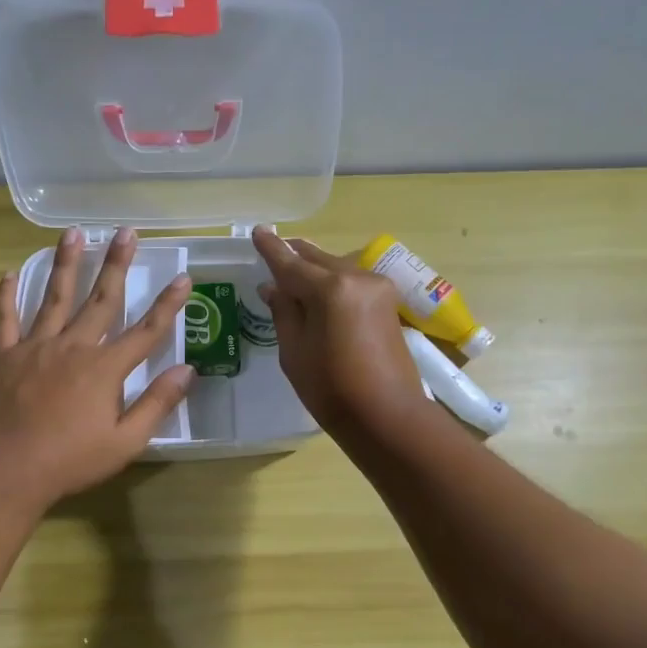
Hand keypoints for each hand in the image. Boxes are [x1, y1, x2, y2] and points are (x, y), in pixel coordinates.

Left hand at [0, 227, 193, 506]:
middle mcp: (73, 347)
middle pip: (101, 298)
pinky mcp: (4, 356)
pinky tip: (9, 274)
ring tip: (73, 234)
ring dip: (66, 264)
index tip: (184, 277)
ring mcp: (36, 347)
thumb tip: (187, 370)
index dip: (168, 304)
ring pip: (54, 297)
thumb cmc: (71, 461)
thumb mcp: (126, 442)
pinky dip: (7, 296)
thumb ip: (157, 404)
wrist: (7, 470)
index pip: (146, 330)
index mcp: (105, 368)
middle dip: (117, 264)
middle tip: (126, 232)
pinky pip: (5, 319)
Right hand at [251, 225, 427, 438]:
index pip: (291, 263)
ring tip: (293, 277)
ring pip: (336, 268)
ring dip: (314, 270)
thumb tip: (273, 287)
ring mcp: (377, 288)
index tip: (258, 231)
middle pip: (317, 259)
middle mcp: (356, 278)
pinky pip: (351, 282)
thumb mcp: (294, 352)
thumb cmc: (332, 390)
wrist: (388, 416)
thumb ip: (284, 312)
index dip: (271, 249)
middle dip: (294, 257)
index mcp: (330, 289)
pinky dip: (332, 283)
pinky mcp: (387, 302)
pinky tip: (319, 293)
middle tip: (273, 252)